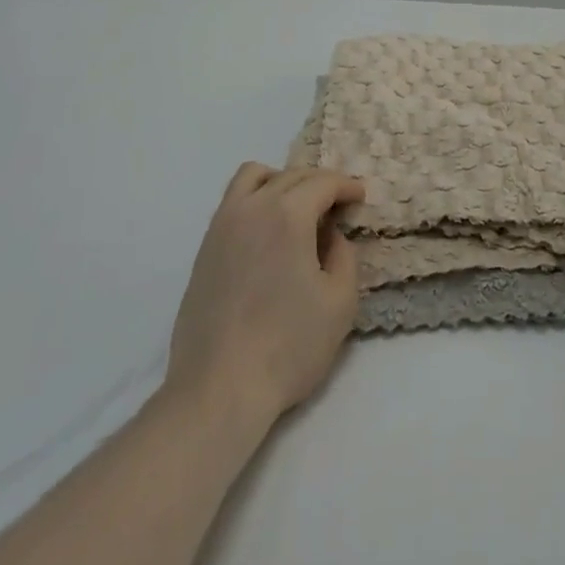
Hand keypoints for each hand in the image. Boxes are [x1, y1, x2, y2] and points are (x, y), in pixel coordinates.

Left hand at [164, 163, 365, 433]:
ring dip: (281, 181)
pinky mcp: (204, 247)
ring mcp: (222, 224)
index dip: (346, 185)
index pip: (322, 182)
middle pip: (291, 176)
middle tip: (338, 205)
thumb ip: (344, 256)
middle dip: (319, 183)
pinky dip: (256, 199)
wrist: (218, 388)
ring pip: (253, 177)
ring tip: (298, 209)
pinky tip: (268, 233)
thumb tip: (332, 235)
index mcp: (287, 214)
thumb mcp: (340, 303)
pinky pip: (233, 202)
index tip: (360, 197)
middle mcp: (252, 207)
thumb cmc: (288, 347)